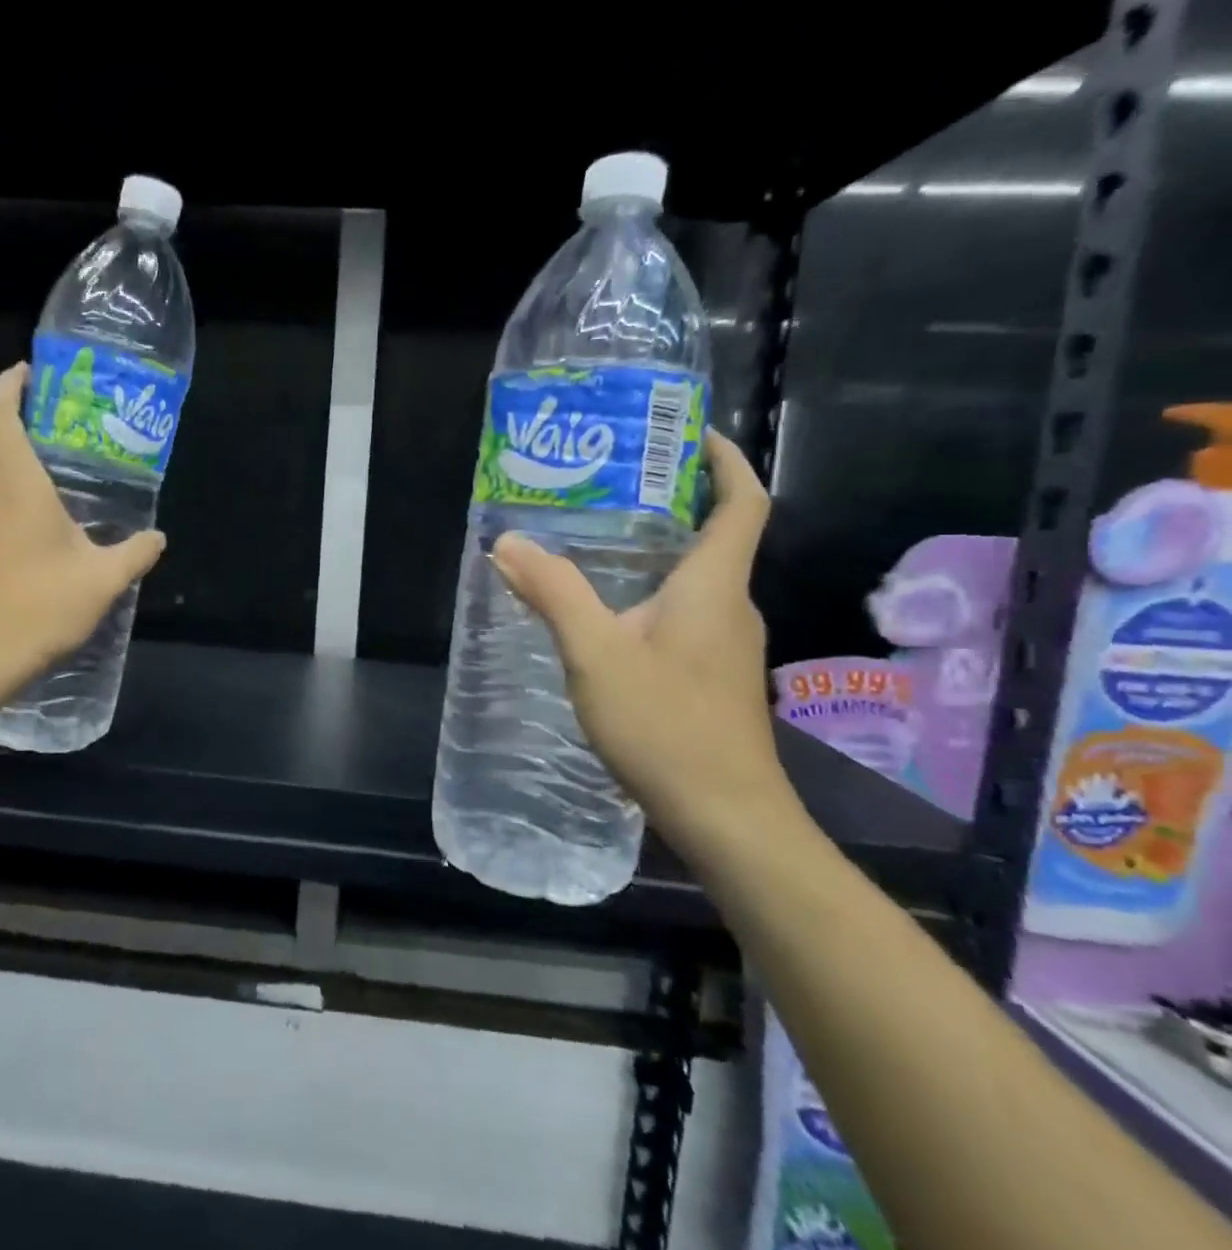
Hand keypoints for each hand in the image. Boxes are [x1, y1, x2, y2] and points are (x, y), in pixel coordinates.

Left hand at [0, 363, 164, 678]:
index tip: (25, 373)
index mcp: (17, 485)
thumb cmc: (45, 606)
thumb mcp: (104, 579)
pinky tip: (11, 544)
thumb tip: (158, 538)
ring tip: (33, 495)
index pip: (0, 415)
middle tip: (41, 434)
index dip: (9, 386)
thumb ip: (135, 553)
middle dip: (4, 424)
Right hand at [490, 430, 800, 863]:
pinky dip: (652, 595)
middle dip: (672, 502)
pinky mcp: (715, 676)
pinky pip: (686, 614)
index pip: (741, 503)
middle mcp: (730, 606)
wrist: (726, 817)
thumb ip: (554, 593)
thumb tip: (508, 542)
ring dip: (657, 552)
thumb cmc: (666, 726)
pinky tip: (607, 615)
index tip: (689, 433)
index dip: (724, 461)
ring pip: (696, 580)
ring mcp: (727, 645)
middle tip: (608, 486)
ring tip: (595, 543)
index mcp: (713, 586)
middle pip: (715, 536)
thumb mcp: (595, 654)